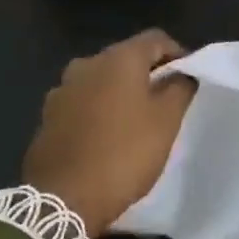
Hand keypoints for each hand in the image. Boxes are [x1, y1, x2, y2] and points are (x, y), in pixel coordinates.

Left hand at [22, 30, 196, 236]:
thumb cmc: (124, 154)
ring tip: (138, 121)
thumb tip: (182, 74)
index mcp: (117, 59)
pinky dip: (99, 111)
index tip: (189, 78)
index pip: (155, 39)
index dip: (178, 54)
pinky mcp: (48, 116)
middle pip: (126, 58)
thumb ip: (179, 89)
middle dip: (148, 74)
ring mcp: (62, 90)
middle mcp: (85, 65)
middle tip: (168, 101)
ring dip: (121, 93)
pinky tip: (108, 137)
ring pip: (102, 81)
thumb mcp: (166, 122)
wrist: (63, 198)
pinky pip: (83, 103)